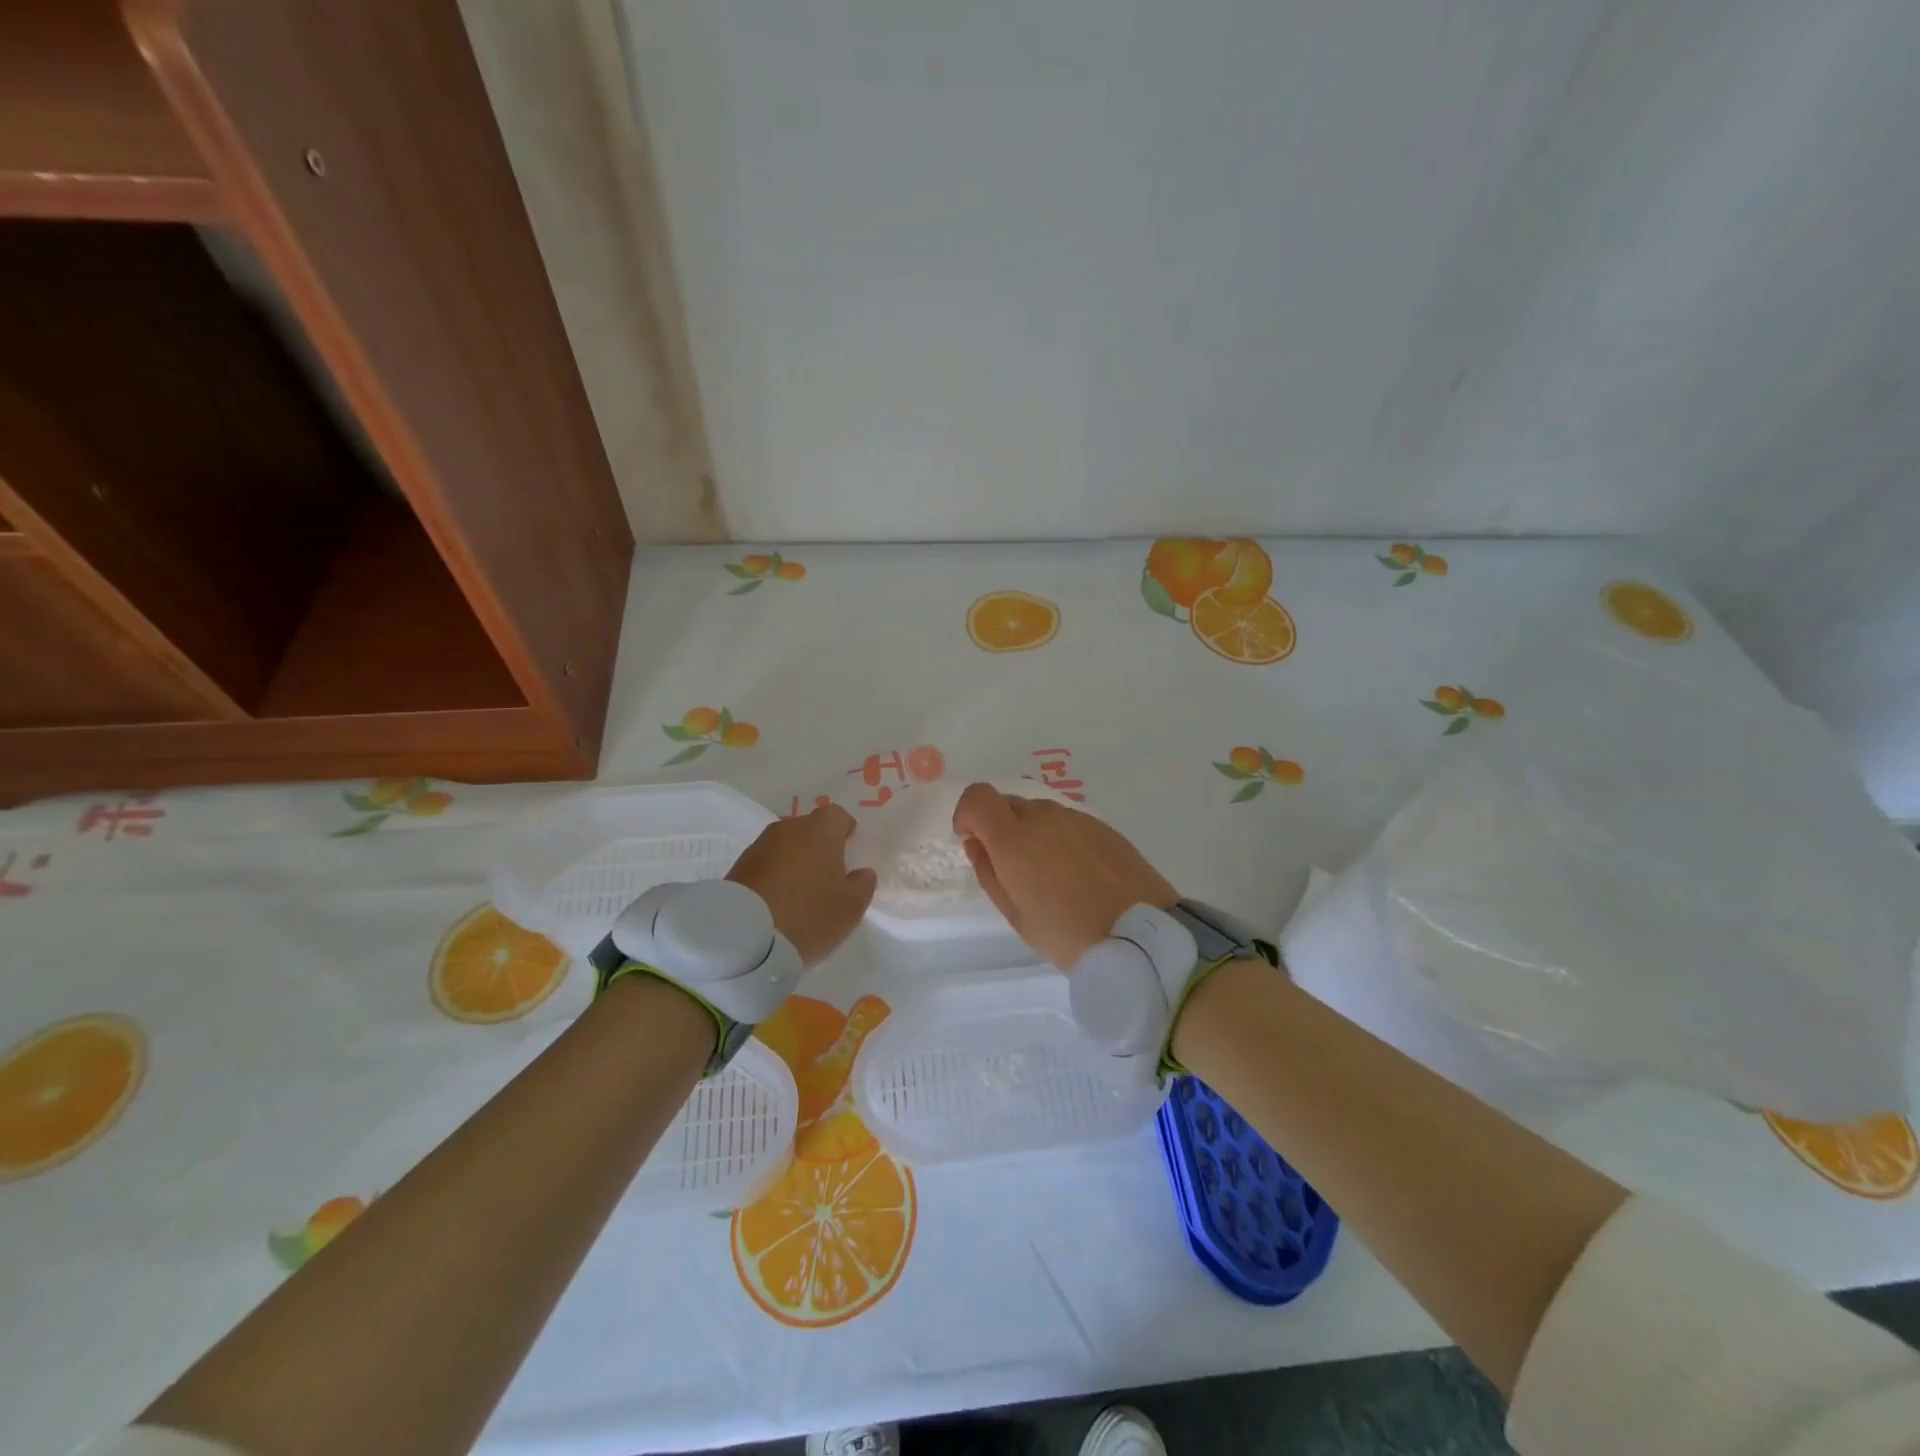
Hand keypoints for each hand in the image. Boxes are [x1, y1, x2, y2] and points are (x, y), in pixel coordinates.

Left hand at [727, 804, 877, 966]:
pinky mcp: (738, 866)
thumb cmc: (809, 914)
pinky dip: (775, 875)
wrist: (744, 937)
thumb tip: (861, 872)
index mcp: (820, 829)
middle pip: (810, 829)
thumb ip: (863, 883)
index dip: (846, 831)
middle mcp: (788, 828)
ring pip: (787, 846)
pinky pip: (767, 864)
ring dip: (795, 861)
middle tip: (828, 876)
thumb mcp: (852, 906)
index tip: (850, 853)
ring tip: (801, 892)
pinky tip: (778, 901)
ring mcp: (759, 845)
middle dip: (820, 847)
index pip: (838, 816)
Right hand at [952, 782, 1177, 968]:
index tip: (972, 841)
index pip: (977, 797)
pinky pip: (1068, 822)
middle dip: (999, 826)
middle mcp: (1044, 817)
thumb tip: (977, 843)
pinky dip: (1060, 838)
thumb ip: (989, 872)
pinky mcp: (1104, 827)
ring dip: (1032, 833)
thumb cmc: (1067, 934)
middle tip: (1012, 868)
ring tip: (1049, 875)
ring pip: (1040, 813)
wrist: (1141, 937)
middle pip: (1009, 803)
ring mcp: (1077, 818)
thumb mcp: (1016, 914)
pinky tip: (1077, 873)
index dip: (967, 815)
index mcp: (1014, 838)